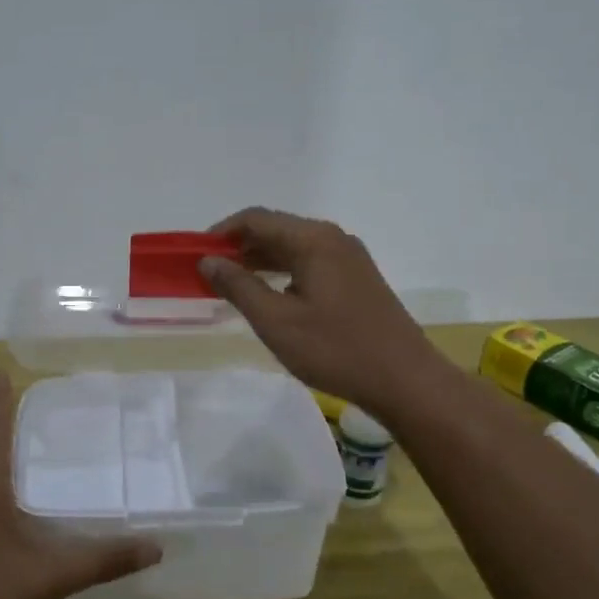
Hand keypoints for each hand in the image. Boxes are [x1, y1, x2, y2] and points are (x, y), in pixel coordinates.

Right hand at [198, 208, 451, 417]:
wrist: (404, 379)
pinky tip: (270, 297)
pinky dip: (283, 273)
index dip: (221, 233)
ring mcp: (349, 258)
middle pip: (276, 229)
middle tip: (208, 273)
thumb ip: (238, 286)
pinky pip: (310, 263)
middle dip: (239, 247)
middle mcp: (333, 238)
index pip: (256, 219)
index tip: (194, 255)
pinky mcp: (357, 279)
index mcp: (313, 239)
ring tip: (231, 286)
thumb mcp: (276, 321)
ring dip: (260, 261)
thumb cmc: (335, 349)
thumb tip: (209, 260)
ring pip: (294, 248)